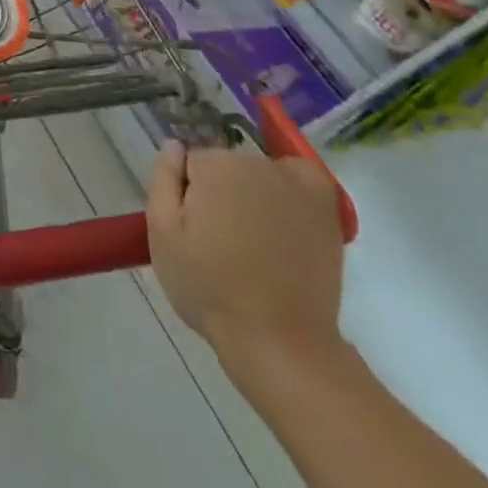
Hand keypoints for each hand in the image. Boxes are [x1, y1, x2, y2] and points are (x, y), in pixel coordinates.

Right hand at [146, 143, 343, 368]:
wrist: (279, 342)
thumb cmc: (209, 287)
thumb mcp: (162, 234)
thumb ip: (163, 179)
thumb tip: (174, 145)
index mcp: (213, 166)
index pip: (190, 162)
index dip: (187, 193)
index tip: (193, 226)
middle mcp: (255, 163)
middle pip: (225, 164)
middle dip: (219, 191)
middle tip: (220, 238)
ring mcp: (295, 184)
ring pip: (258, 172)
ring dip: (252, 192)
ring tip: (254, 239)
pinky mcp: (324, 207)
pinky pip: (301, 174)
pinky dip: (292, 184)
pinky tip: (284, 212)